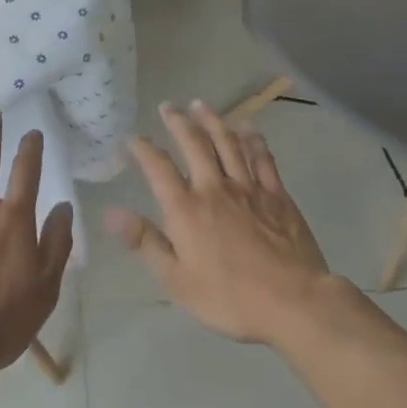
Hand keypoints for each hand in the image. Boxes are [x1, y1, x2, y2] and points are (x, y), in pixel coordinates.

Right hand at [107, 100, 342, 348]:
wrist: (294, 302)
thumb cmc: (230, 298)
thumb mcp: (177, 280)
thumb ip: (145, 242)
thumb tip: (112, 212)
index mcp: (186, 209)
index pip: (158, 168)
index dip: (143, 149)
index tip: (133, 138)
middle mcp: (214, 188)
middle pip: (194, 144)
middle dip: (178, 122)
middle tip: (168, 106)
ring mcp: (248, 188)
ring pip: (227, 143)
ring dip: (212, 121)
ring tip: (200, 105)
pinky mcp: (277, 194)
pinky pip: (262, 158)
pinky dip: (253, 140)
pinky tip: (248, 128)